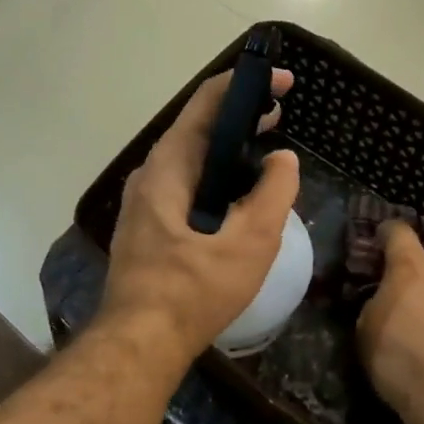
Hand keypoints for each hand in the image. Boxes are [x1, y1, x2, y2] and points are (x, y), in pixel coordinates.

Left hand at [100, 67, 300, 366]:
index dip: (244, 85)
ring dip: (228, 149)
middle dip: (239, 116)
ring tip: (265, 151)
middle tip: (279, 115)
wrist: (141, 341)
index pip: (205, 103)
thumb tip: (283, 160)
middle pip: (197, 129)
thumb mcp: (250, 241)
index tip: (281, 82)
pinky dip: (215, 177)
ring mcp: (144, 203)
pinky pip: (185, 186)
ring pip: (191, 160)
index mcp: (169, 167)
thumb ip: (274, 193)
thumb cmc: (195, 289)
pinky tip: (238, 196)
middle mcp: (150, 175)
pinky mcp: (147, 228)